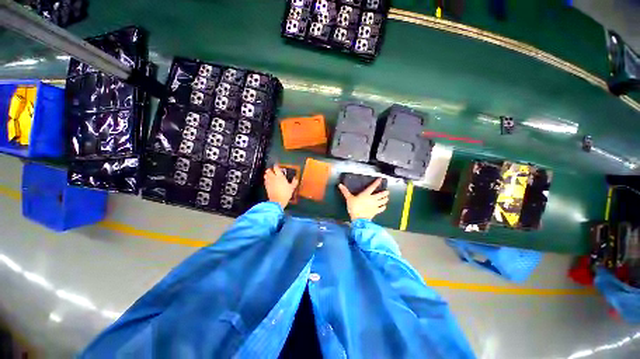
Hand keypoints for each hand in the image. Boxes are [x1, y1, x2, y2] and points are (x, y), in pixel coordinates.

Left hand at [264, 164, 298, 209]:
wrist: (277, 201)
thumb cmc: (285, 193)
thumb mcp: (292, 188)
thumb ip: (294, 182)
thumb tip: (295, 178)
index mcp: (280, 176)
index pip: (276, 168)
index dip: (276, 166)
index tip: (277, 165)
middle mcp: (273, 178)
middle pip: (269, 171)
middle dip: (270, 170)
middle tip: (272, 170)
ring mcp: (269, 182)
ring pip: (266, 175)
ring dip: (267, 174)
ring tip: (269, 175)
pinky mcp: (266, 187)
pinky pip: (265, 181)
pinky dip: (266, 180)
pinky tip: (268, 181)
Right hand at [338, 178, 389, 220]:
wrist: (359, 219)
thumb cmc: (354, 207)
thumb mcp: (348, 198)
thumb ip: (345, 191)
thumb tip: (340, 185)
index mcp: (366, 194)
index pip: (373, 187)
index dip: (377, 182)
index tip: (380, 179)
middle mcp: (372, 199)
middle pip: (381, 194)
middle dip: (385, 193)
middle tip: (387, 191)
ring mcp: (375, 205)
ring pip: (383, 201)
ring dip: (386, 199)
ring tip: (387, 198)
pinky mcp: (376, 211)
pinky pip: (382, 208)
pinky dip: (384, 207)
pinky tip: (384, 206)